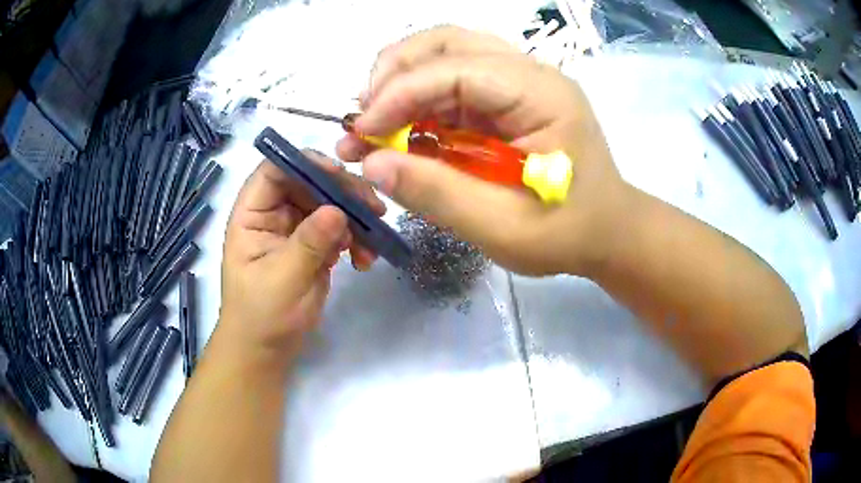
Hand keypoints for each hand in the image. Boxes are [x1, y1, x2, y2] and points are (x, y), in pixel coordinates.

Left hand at [217, 153, 384, 368]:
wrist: (266, 350)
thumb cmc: (261, 316)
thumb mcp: (282, 279)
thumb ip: (308, 244)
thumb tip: (338, 211)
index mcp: (253, 214)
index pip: (275, 171)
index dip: (305, 164)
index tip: (340, 175)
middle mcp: (274, 214)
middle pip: (309, 183)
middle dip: (341, 193)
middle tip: (374, 207)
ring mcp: (296, 229)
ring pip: (329, 205)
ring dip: (354, 219)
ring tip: (373, 242)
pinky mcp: (314, 247)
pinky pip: (339, 231)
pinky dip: (355, 241)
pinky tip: (365, 260)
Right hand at [337, 26, 631, 275]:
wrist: (608, 232)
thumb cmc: (568, 232)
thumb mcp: (503, 227)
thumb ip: (437, 194)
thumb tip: (372, 164)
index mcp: (542, 95)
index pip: (457, 68)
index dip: (400, 94)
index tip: (362, 134)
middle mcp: (530, 73)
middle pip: (448, 42)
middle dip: (393, 74)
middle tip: (363, 119)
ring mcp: (519, 81)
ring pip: (446, 54)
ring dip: (400, 81)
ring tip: (373, 123)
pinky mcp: (507, 97)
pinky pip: (452, 82)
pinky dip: (418, 100)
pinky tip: (401, 129)